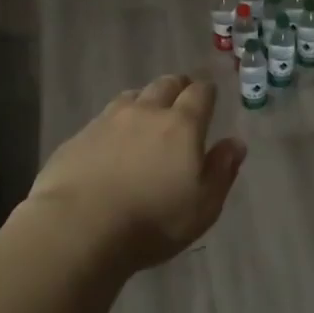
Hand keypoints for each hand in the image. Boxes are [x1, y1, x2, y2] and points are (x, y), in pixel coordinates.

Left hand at [26, 74, 245, 273]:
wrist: (78, 228)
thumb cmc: (152, 221)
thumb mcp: (203, 206)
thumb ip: (222, 170)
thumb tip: (235, 143)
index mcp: (182, 125)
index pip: (200, 93)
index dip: (207, 92)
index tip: (210, 98)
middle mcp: (146, 112)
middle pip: (166, 84)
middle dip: (178, 87)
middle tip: (182, 101)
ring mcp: (108, 121)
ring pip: (133, 96)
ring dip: (145, 101)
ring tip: (147, 118)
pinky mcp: (79, 137)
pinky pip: (103, 118)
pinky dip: (115, 123)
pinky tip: (112, 143)